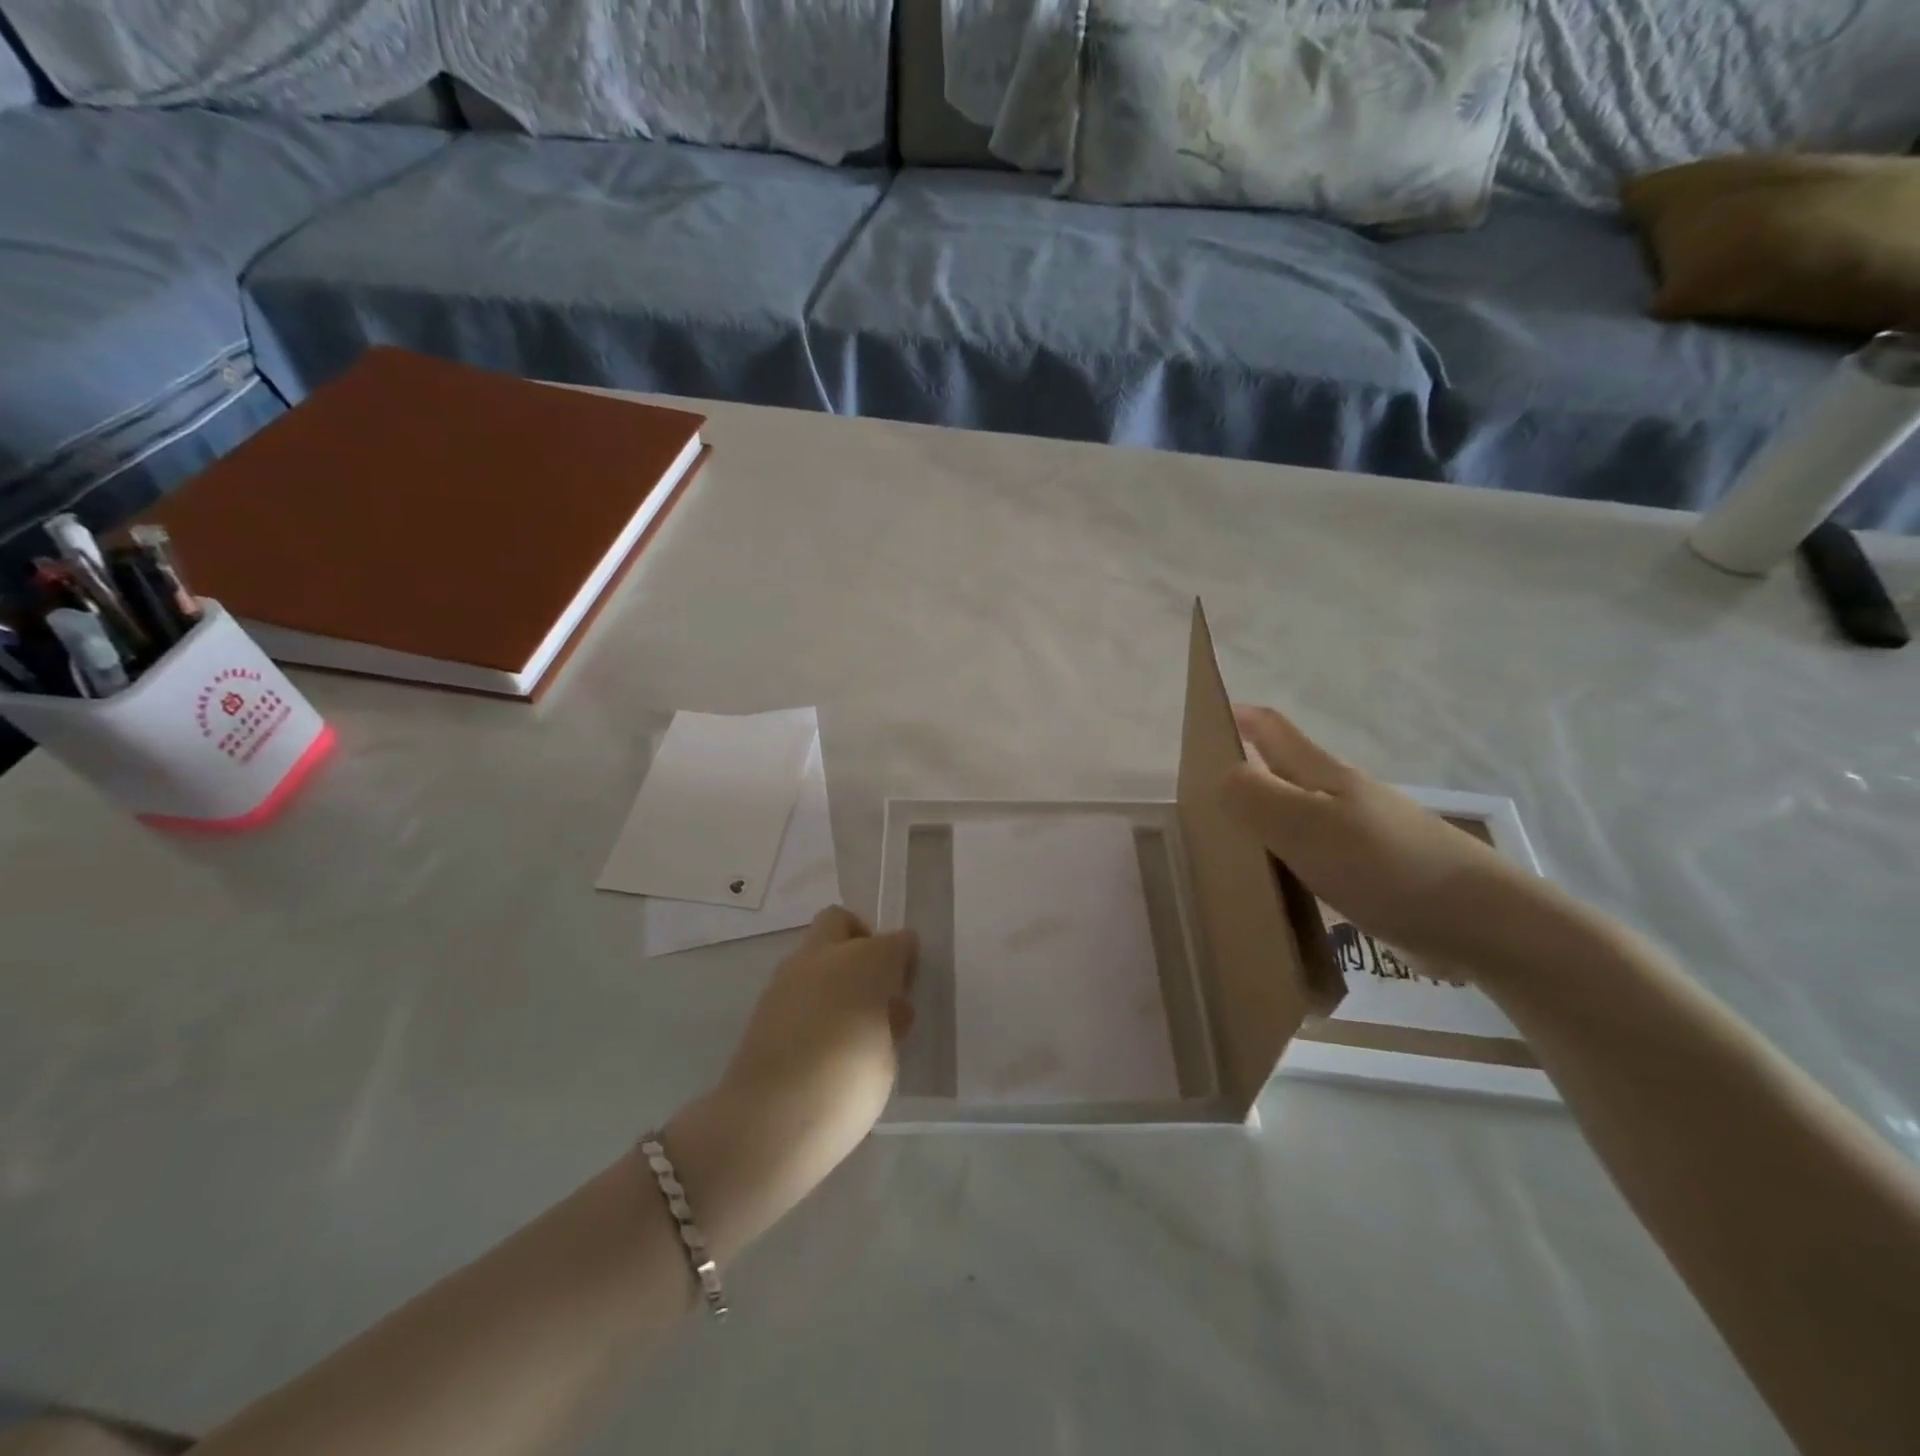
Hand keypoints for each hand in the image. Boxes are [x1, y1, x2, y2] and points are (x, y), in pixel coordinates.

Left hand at [661, 908, 916, 1263]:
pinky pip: (797, 984)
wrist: (768, 1123)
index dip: (905, 959)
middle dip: (860, 940)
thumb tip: (888, 1006)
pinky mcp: (763, 1004)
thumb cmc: (847, 1085)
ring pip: (815, 951)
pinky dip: (812, 996)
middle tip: (874, 985)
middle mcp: (824, 957)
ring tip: (849, 1019)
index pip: (896, 941)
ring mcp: (787, 978)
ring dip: (832, 970)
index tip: (908, 985)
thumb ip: (890, 1020)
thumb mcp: (888, 1055)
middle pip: (841, 922)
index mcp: (866, 961)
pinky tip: (821, 1036)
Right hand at [1222, 705, 1560, 978]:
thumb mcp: (1306, 825)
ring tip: (1228, 845)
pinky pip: (1316, 856)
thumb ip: (1254, 797)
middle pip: (1284, 772)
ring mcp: (1362, 835)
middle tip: (1200, 798)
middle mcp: (1341, 797)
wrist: (1481, 923)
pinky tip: (1278, 887)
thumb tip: (1218, 777)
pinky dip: (1288, 861)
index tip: (1204, 722)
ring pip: (1299, 816)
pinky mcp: (1374, 874)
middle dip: (1245, 773)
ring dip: (1264, 821)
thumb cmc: (1385, 864)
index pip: (1273, 730)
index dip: (1240, 718)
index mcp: (1322, 775)